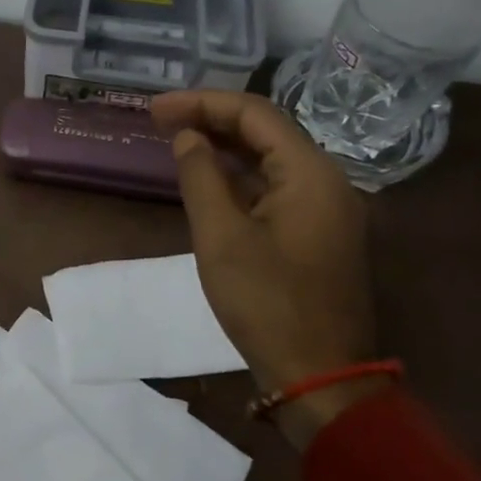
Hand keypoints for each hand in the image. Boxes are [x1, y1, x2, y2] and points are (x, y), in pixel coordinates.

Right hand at [150, 89, 379, 448]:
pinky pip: (276, 184)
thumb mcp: (221, 236)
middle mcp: (326, 180)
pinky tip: (208, 175)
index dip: (201, 103)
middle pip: (265, 130)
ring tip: (176, 138)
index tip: (154, 108)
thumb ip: (201, 176)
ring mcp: (326, 206)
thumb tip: (188, 137)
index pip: (254, 114)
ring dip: (224, 143)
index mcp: (310, 173)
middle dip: (211, 118)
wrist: (321, 377)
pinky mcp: (318, 230)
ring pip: (270, 156)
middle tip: (158, 119)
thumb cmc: (267, 303)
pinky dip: (240, 173)